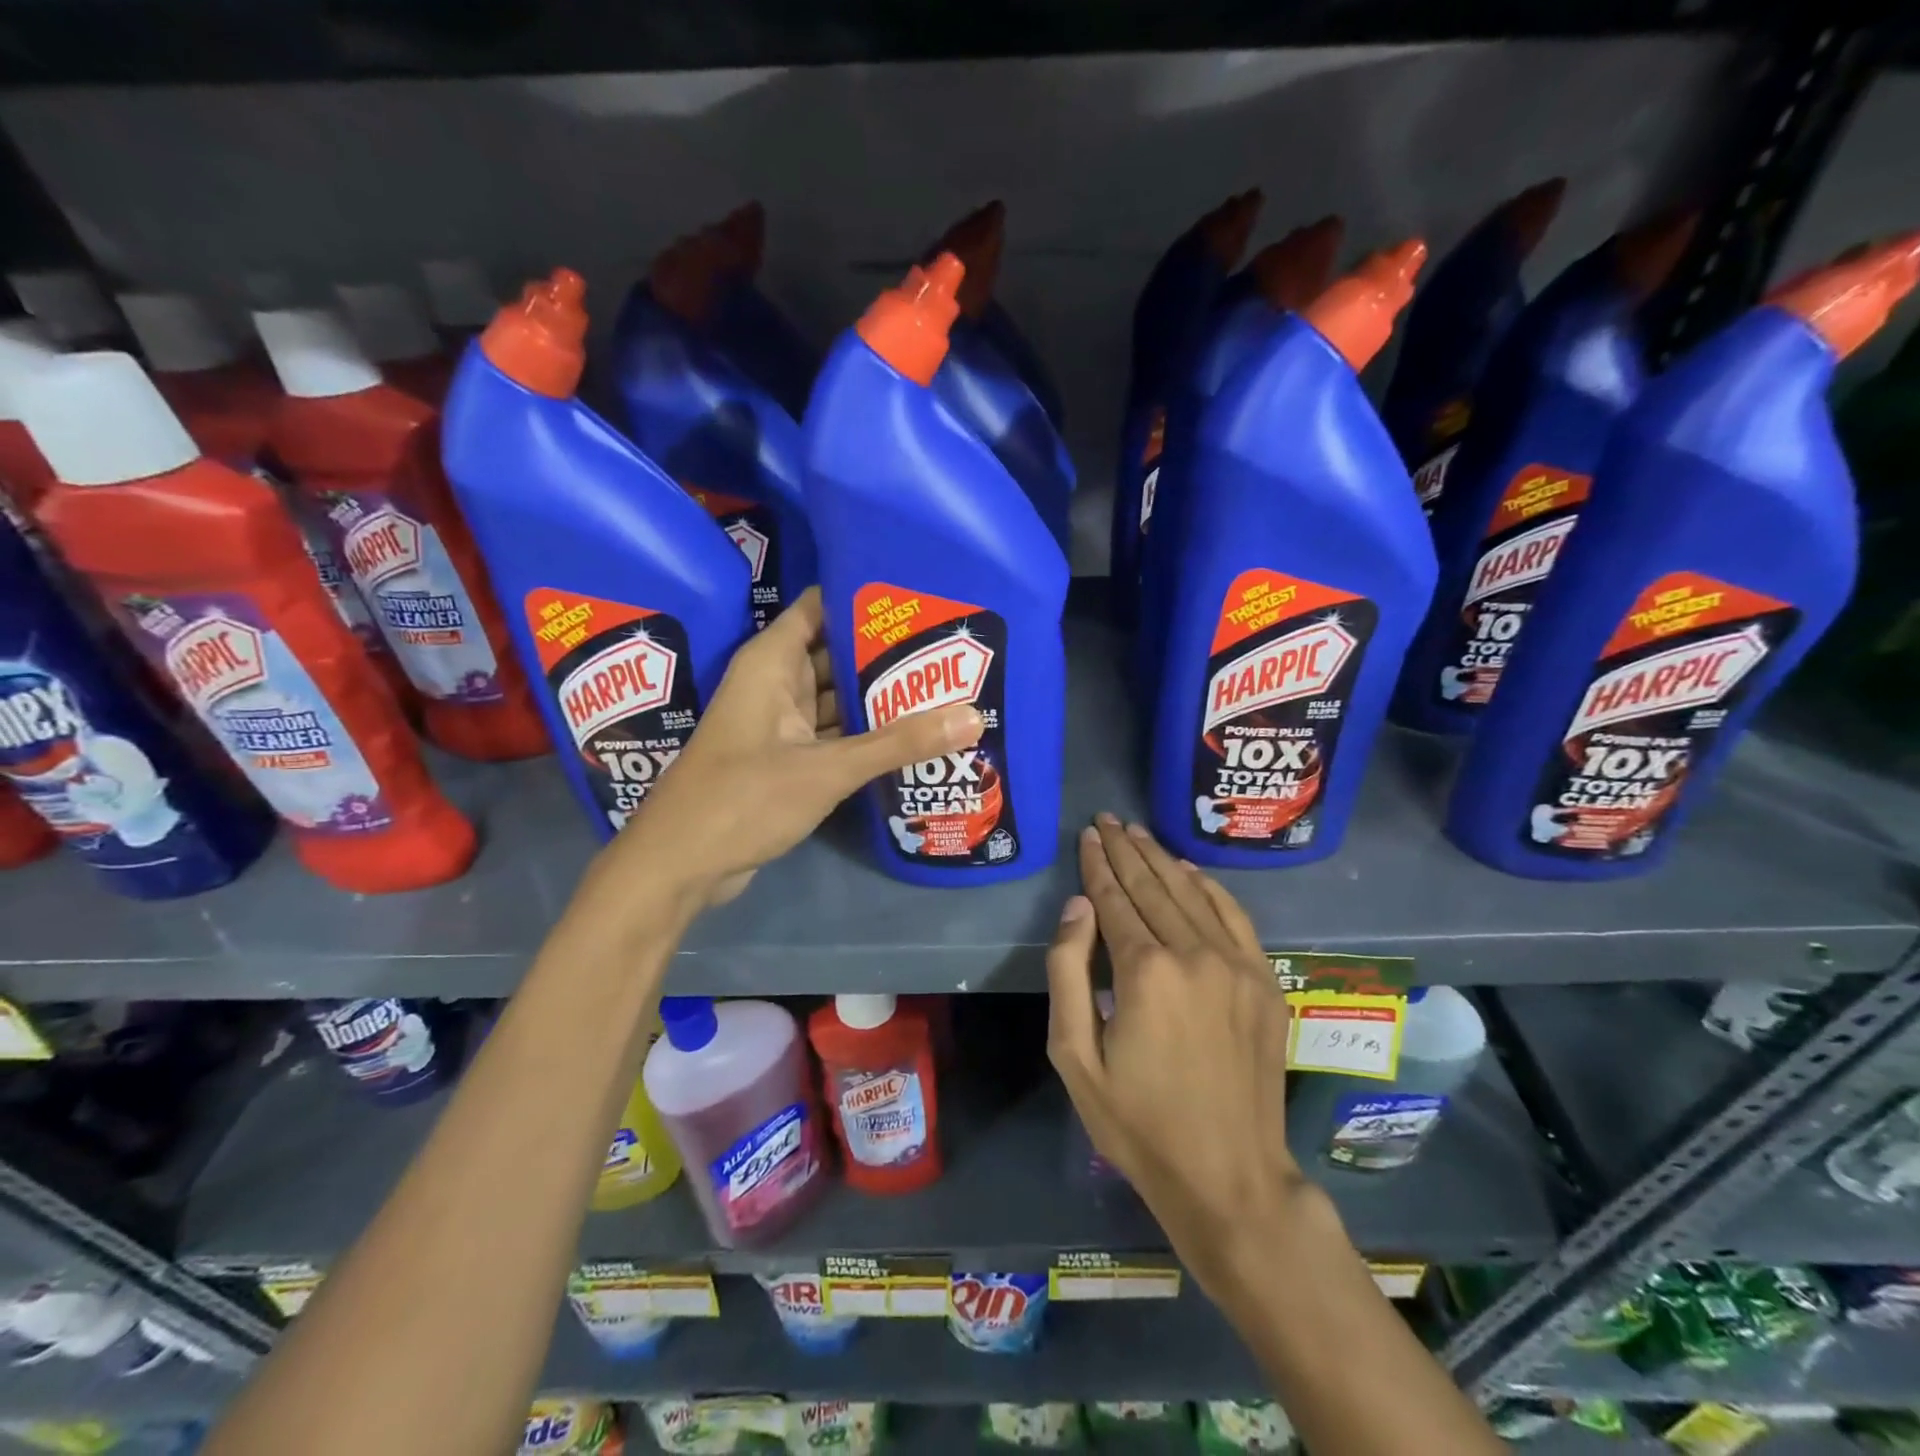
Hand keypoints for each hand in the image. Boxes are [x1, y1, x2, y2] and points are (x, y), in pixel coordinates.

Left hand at [604, 588, 982, 904]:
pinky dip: (865, 735)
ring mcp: (781, 725)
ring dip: (879, 697)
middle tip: (950, 647)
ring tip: (943, 686)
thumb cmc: (743, 799)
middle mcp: (776, 684)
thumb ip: (898, 743)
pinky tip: (911, 736)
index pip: (821, 607)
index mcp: (772, 663)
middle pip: (837, 653)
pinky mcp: (787, 761)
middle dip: (886, 652)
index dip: (865, 598)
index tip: (920, 597)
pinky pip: (833, 735)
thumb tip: (973, 715)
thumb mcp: (827, 768)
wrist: (680, 866)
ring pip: (837, 698)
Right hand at [1046, 815, 1310, 1297]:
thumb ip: (1069, 972)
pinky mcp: (1264, 982)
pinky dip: (1208, 887)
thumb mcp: (1075, 1057)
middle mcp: (1195, 954)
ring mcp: (1238, 965)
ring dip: (1161, 858)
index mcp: (1146, 971)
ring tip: (1137, 833)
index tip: (1086, 835)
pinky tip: (1188, 870)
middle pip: (1153, 885)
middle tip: (1106, 820)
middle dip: (1125, 849)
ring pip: (1192, 893)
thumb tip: (1079, 906)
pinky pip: (1234, 916)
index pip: (1115, 898)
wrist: (1230, 1178)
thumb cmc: (1138, 1123)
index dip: (1098, 864)